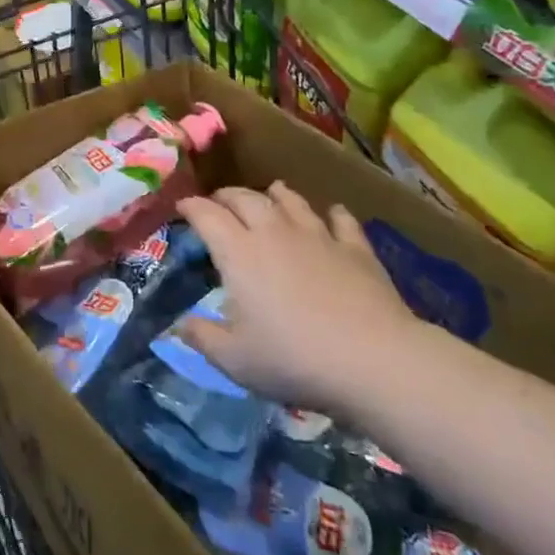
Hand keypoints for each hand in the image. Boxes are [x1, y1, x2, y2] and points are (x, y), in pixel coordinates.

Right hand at [177, 182, 420, 414]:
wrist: (375, 361)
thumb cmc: (295, 359)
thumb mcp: (235, 360)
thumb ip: (202, 338)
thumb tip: (179, 325)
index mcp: (238, 252)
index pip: (206, 214)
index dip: (190, 206)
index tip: (181, 207)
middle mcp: (273, 231)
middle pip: (245, 197)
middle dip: (226, 196)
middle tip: (218, 204)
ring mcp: (318, 235)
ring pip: (291, 200)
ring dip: (275, 194)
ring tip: (270, 194)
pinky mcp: (355, 248)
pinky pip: (341, 220)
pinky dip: (332, 214)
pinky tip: (332, 215)